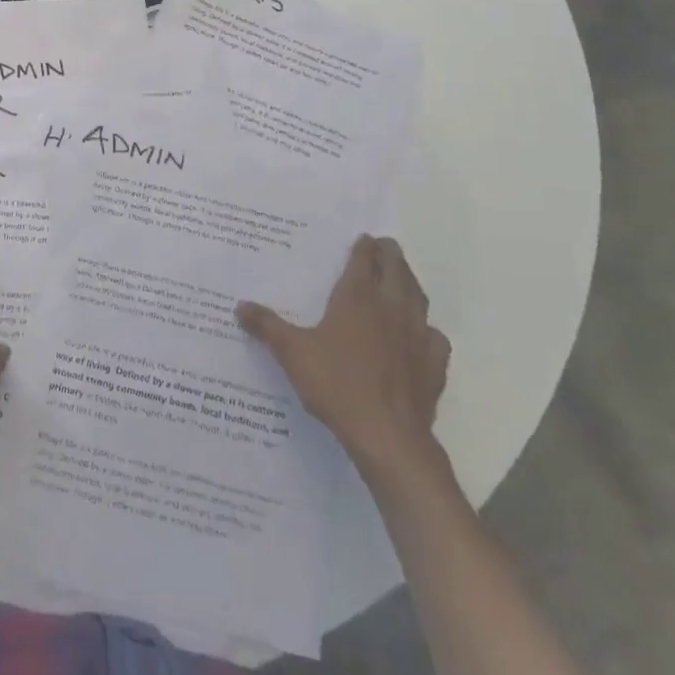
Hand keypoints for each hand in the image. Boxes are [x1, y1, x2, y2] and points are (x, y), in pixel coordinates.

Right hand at [237, 235, 450, 489]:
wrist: (387, 435)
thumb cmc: (336, 384)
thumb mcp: (291, 352)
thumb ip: (266, 326)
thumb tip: (240, 306)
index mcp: (357, 297)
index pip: (364, 260)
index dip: (363, 247)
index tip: (362, 239)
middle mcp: (391, 307)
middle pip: (397, 270)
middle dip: (390, 254)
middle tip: (384, 246)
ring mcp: (417, 335)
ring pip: (418, 297)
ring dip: (410, 283)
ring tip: (402, 279)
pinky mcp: (433, 364)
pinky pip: (434, 337)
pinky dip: (427, 329)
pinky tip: (420, 335)